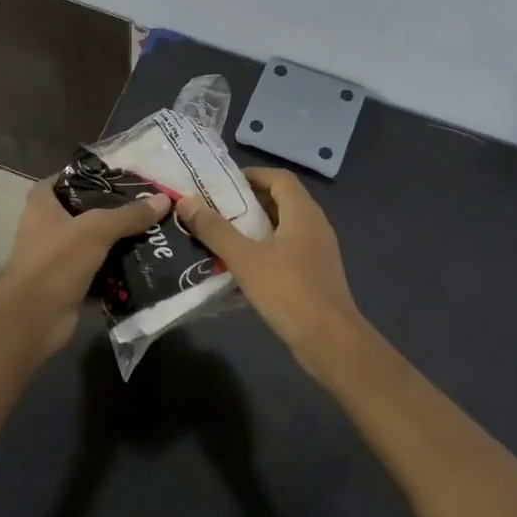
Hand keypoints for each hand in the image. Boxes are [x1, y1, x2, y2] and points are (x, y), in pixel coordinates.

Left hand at [0, 179, 169, 356]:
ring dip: (118, 243)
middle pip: (83, 213)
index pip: (63, 180)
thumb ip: (129, 215)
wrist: (33, 319)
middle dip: (112, 211)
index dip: (87, 175)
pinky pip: (98, 273)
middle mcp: (46, 229)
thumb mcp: (97, 230)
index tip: (118, 176)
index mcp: (42, 206)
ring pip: (93, 244)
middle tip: (146, 205)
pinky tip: (144, 265)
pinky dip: (117, 272)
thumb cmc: (57, 261)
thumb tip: (164, 199)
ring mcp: (57, 260)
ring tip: (153, 233)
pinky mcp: (69, 286)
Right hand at [175, 168, 369, 365]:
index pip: (279, 178)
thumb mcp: (245, 258)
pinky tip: (240, 268)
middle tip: (214, 209)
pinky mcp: (315, 275)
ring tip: (221, 236)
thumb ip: (215, 230)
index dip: (252, 175)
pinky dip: (264, 252)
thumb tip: (186, 201)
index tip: (222, 183)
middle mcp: (314, 225)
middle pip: (280, 202)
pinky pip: (286, 252)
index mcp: (302, 212)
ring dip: (254, 230)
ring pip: (282, 229)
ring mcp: (318, 252)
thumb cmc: (288, 290)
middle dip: (247, 203)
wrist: (330, 341)